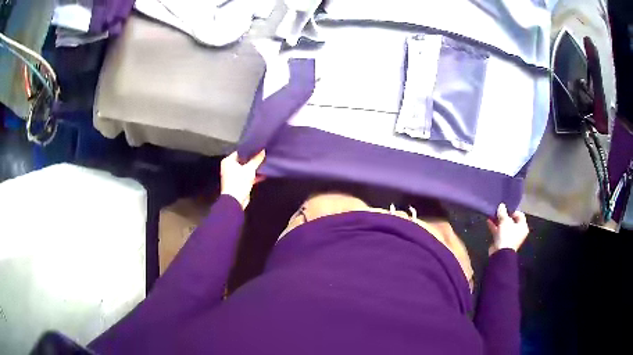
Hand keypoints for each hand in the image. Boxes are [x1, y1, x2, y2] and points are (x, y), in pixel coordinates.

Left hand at [221, 151, 265, 208]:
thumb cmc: (239, 181)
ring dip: (254, 168)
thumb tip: (263, 150)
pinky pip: (247, 176)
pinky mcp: (239, 183)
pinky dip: (254, 175)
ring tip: (264, 163)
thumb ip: (257, 159)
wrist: (235, 200)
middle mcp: (229, 167)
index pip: (240, 151)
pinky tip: (263, 173)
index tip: (259, 147)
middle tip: (263, 154)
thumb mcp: (249, 169)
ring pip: (246, 169)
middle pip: (243, 160)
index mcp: (228, 161)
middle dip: (253, 159)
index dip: (249, 149)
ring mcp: (234, 175)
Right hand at [486, 203, 528, 254]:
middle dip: (504, 216)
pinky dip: (494, 227)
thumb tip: (501, 205)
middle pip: (511, 221)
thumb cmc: (507, 235)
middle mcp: (518, 232)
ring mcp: (509, 237)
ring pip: (504, 226)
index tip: (505, 209)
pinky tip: (488, 221)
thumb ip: (503, 212)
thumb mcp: (505, 221)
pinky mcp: (502, 241)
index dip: (512, 210)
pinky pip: (499, 231)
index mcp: (522, 226)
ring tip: (491, 214)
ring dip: (498, 221)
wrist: (500, 253)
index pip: (519, 215)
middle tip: (498, 211)